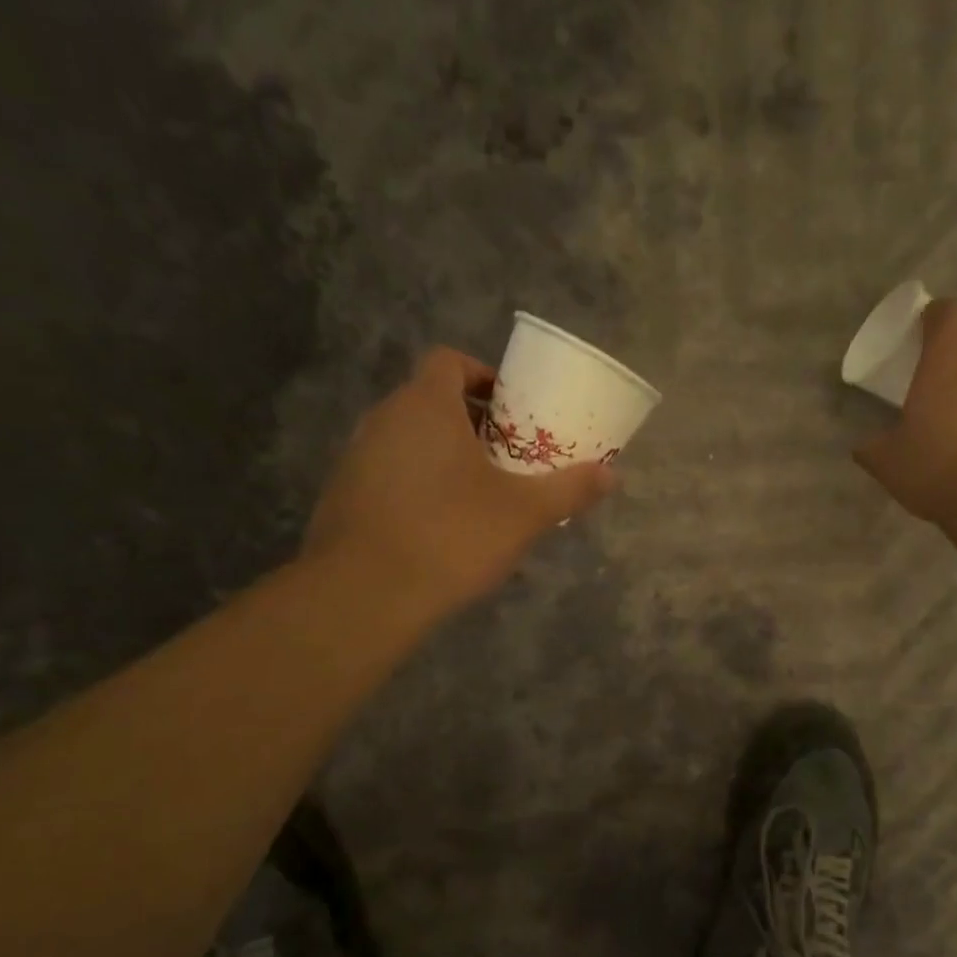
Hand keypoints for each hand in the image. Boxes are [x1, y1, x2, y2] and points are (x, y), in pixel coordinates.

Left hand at [301, 347, 614, 616]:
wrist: (364, 595)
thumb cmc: (451, 536)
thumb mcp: (524, 513)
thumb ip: (569, 489)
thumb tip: (613, 475)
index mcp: (425, 405)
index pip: (449, 361)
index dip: (483, 375)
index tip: (511, 408)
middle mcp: (383, 419)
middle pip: (431, 401)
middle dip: (472, 422)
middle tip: (507, 455)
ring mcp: (356, 457)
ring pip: (409, 439)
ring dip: (444, 455)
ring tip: (480, 493)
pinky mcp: (344, 495)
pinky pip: (390, 473)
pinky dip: (418, 484)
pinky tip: (441, 526)